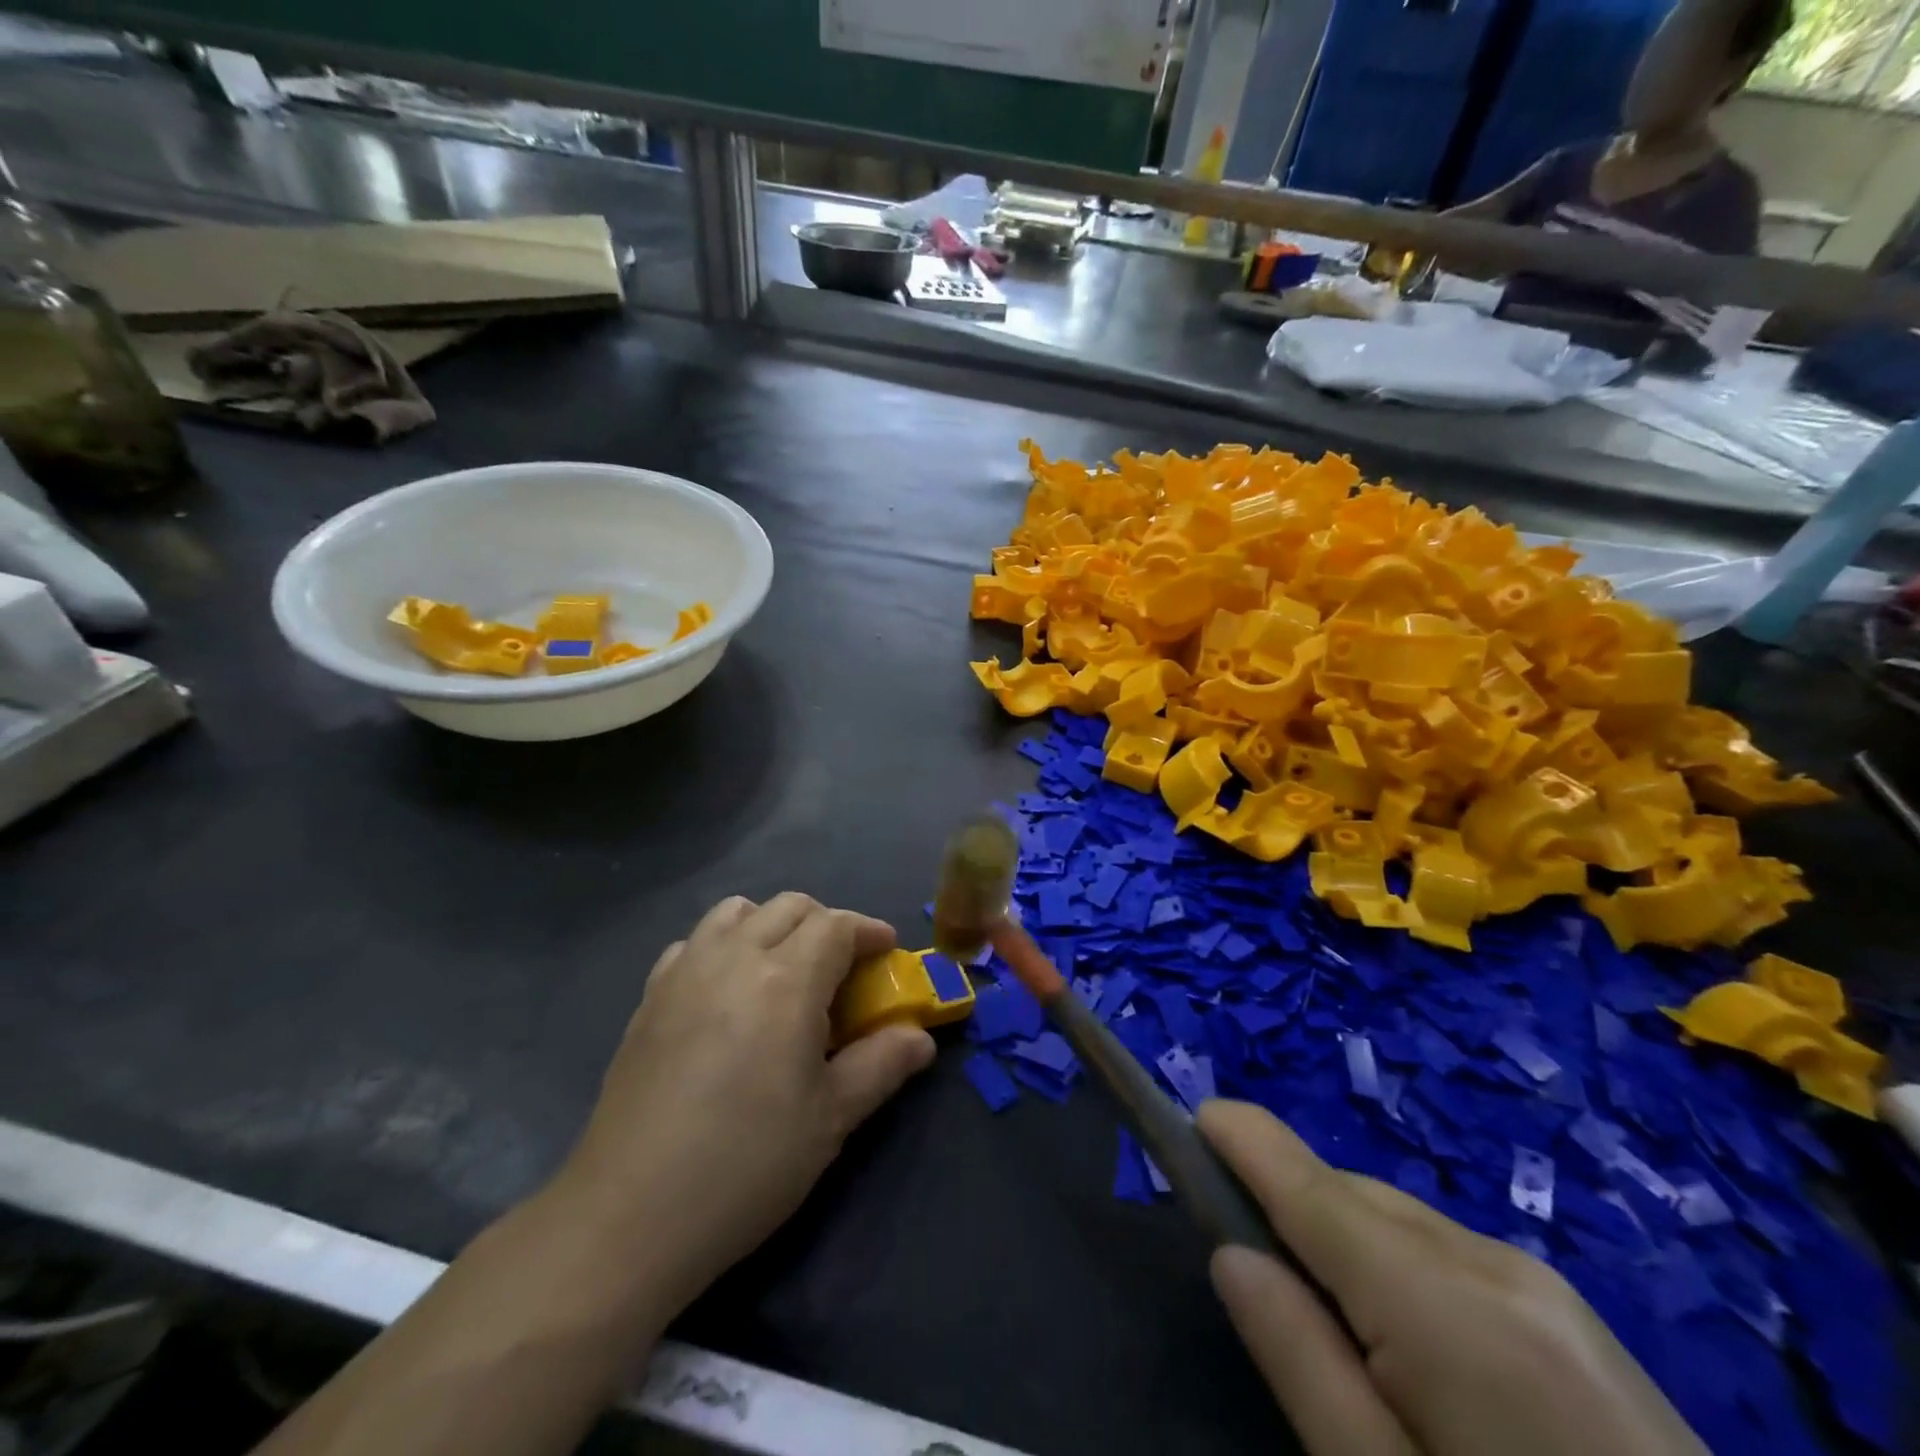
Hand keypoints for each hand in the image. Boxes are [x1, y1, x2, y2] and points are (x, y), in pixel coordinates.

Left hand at [553, 894, 935, 1315]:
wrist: (629, 1215)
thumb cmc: (747, 1164)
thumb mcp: (832, 1118)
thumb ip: (883, 1064)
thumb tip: (920, 1037)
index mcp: (785, 979)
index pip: (836, 924)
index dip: (869, 932)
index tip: (887, 955)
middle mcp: (733, 956)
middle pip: (790, 906)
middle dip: (827, 924)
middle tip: (843, 970)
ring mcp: (684, 972)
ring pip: (737, 912)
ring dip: (772, 925)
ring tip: (784, 972)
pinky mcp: (649, 997)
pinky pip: (694, 943)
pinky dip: (723, 946)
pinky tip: (726, 994)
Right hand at [1199, 1101, 1706, 1455]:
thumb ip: (1301, 1363)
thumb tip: (1231, 1255)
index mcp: (1444, 1305)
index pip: (1312, 1183)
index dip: (1245, 1138)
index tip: (1193, 1117)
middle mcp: (1493, 1263)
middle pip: (1352, 1196)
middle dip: (1290, 1206)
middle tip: (1252, 1274)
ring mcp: (1548, 1287)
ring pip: (1399, 1221)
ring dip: (1343, 1240)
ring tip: (1331, 1327)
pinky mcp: (1576, 1317)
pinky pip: (1448, 1254)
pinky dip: (1397, 1266)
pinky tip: (1408, 1347)